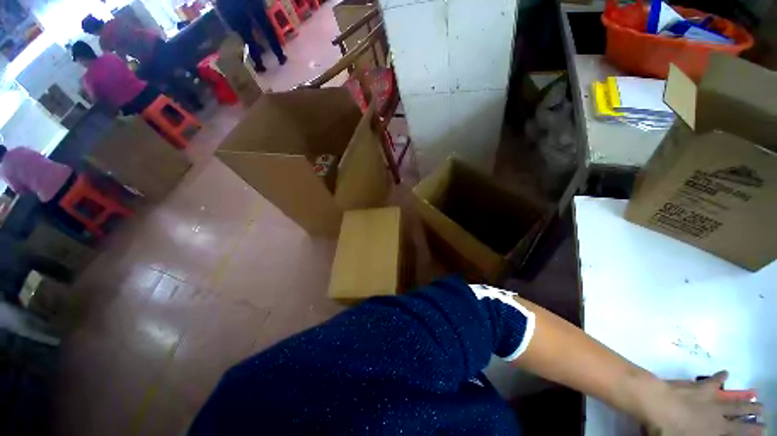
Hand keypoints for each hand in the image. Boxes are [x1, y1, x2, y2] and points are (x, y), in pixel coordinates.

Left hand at [645, 371, 763, 435]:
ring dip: (744, 397)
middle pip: (740, 413)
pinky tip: (726, 372)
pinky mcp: (698, 386)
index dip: (752, 431)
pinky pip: (711, 380)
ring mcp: (709, 398)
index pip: (739, 432)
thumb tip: (712, 434)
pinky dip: (720, 376)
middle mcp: (718, 414)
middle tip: (764, 411)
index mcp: (716, 430)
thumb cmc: (667, 429)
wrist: (656, 404)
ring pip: (732, 398)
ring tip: (756, 396)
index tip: (764, 430)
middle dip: (753, 412)